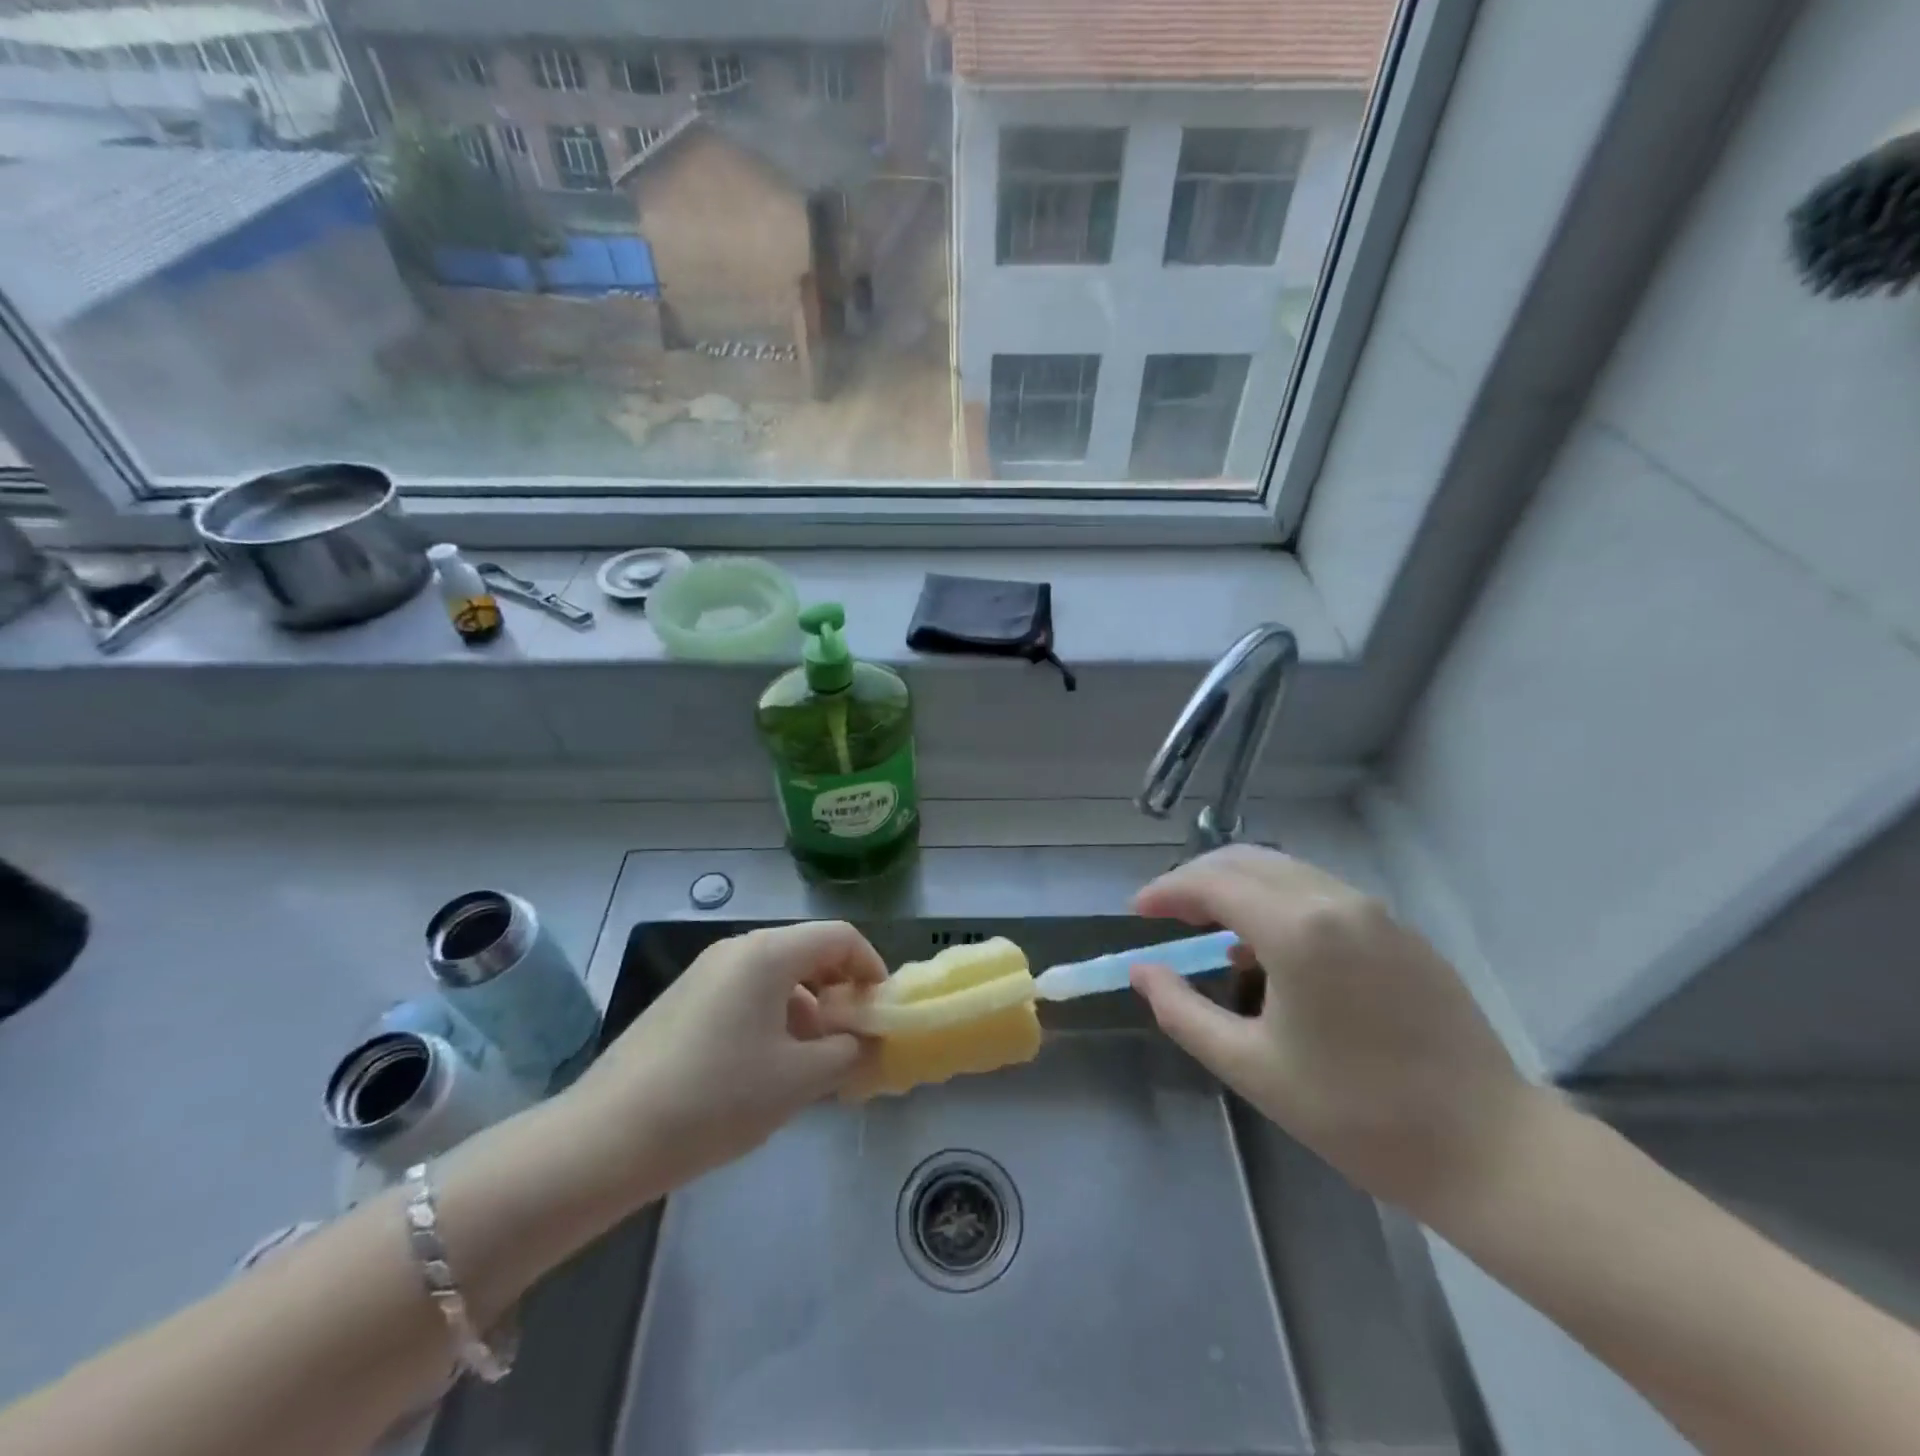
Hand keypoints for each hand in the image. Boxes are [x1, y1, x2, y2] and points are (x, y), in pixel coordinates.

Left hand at [564, 921, 883, 1199]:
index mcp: (768, 953)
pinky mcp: (683, 1000)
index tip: (881, 1011)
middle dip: (839, 991)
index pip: (840, 937)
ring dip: (807, 1009)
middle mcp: (737, 949)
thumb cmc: (716, 1099)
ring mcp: (705, 973)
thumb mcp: (797, 1080)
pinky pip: (745, 993)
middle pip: (807, 952)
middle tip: (851, 1040)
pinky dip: (772, 1017)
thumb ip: (847, 1051)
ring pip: (776, 976)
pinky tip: (766, 1068)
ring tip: (812, 1063)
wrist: (607, 1138)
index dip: (871, 967)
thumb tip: (865, 1039)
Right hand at [1130, 846, 1542, 1221]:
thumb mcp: (1251, 1067)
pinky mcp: (1401, 932)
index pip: (1213, 883)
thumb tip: (1142, 971)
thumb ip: (1182, 1011)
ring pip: (1286, 872)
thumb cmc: (1357, 1115)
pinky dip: (1278, 902)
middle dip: (1197, 879)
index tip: (1137, 912)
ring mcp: (1376, 912)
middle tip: (1166, 914)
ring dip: (1238, 888)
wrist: (1490, 1152)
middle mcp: (1337, 901)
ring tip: (1211, 932)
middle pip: (1248, 861)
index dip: (1167, 890)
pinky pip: (1321, 894)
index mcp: (1298, 929)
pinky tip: (1271, 951)